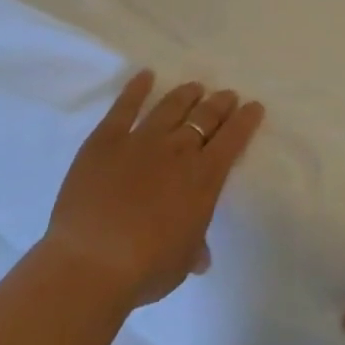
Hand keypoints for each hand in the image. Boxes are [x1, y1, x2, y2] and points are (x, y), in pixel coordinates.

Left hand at [42, 72, 264, 309]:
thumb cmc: (146, 269)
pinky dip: (137, 89)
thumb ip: (194, 249)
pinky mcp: (106, 140)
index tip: (253, 107)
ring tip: (195, 87)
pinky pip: (125, 107)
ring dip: (186, 94)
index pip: (233, 139)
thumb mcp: (181, 262)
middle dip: (220, 103)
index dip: (246, 120)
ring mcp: (141, 140)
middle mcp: (179, 150)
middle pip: (205, 116)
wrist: (91, 263)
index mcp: (204, 177)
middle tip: (227, 95)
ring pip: (171, 107)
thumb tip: (201, 256)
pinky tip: (146, 76)